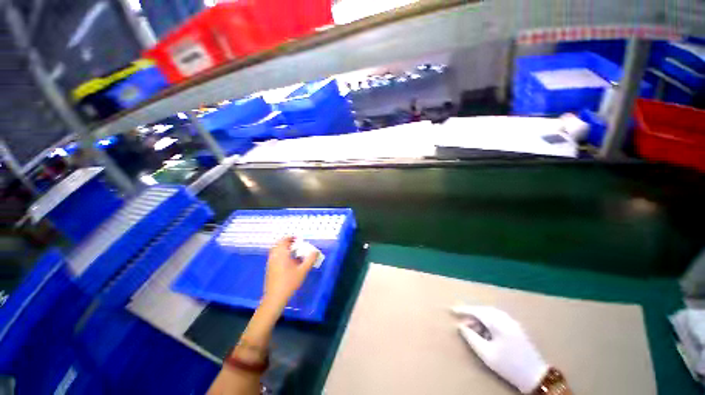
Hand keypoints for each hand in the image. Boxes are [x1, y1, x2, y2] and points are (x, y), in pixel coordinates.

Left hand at [263, 237, 318, 308]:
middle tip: (296, 244)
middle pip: (278, 244)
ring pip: (276, 251)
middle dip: (287, 242)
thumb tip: (316, 251)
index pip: (284, 240)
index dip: (291, 238)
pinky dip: (281, 255)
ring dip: (284, 249)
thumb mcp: (303, 270)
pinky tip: (288, 262)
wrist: (275, 297)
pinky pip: (275, 257)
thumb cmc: (290, 282)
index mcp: (281, 254)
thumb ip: (310, 259)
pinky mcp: (269, 269)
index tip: (298, 238)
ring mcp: (270, 263)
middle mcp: (274, 256)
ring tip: (293, 252)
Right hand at [452, 306, 548, 393]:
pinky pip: (498, 319)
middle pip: (485, 310)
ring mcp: (513, 323)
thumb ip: (472, 338)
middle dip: (472, 314)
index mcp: (500, 324)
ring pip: (492, 314)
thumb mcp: (487, 354)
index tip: (452, 310)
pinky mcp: (517, 328)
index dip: (464, 310)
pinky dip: (488, 322)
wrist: (536, 376)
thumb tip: (461, 326)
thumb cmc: (509, 366)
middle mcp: (507, 320)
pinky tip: (485, 332)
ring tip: (473, 329)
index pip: (478, 311)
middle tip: (462, 322)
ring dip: (480, 318)